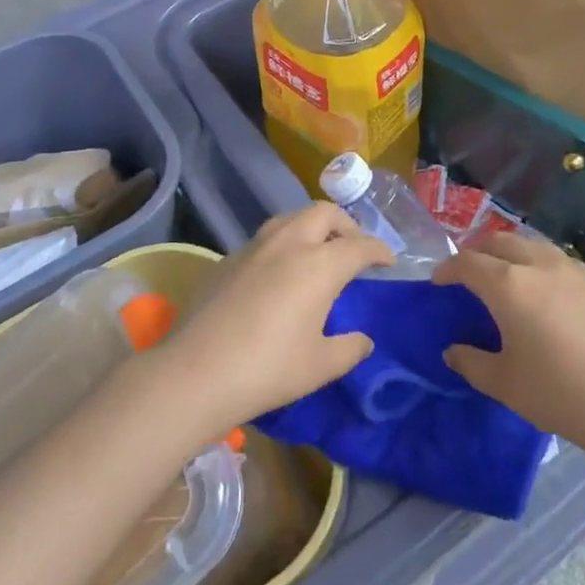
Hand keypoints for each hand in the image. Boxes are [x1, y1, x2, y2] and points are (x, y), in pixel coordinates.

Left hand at [158, 203, 388, 431]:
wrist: (195, 371)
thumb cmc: (267, 369)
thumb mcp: (319, 366)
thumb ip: (349, 349)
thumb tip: (364, 340)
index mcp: (319, 265)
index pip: (359, 245)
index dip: (379, 250)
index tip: (388, 261)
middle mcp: (288, 244)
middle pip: (324, 213)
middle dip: (346, 225)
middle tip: (353, 248)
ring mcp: (254, 247)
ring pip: (290, 218)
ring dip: (311, 227)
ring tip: (317, 252)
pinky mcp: (228, 259)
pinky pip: (264, 239)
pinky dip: (283, 244)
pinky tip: (277, 273)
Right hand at [434, 234, 584, 460]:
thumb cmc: (561, 396)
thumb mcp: (505, 385)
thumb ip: (471, 362)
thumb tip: (452, 351)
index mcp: (509, 285)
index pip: (467, 263)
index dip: (447, 269)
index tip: (438, 282)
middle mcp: (538, 265)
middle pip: (498, 241)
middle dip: (476, 252)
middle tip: (468, 274)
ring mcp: (573, 268)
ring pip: (531, 244)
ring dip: (509, 252)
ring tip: (505, 275)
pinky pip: (558, 258)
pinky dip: (539, 262)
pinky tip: (545, 289)